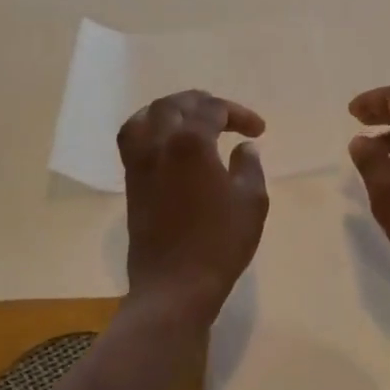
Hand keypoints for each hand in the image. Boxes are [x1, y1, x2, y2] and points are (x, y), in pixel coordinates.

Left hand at [119, 90, 268, 325]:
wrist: (174, 287)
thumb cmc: (219, 243)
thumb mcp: (251, 201)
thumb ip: (250, 166)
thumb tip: (244, 148)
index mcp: (191, 142)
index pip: (213, 109)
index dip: (238, 114)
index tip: (258, 131)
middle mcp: (159, 143)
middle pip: (175, 104)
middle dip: (203, 103)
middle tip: (226, 116)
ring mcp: (140, 163)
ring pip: (146, 116)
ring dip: (171, 111)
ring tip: (191, 120)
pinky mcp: (131, 183)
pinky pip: (133, 139)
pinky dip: (150, 129)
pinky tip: (168, 144)